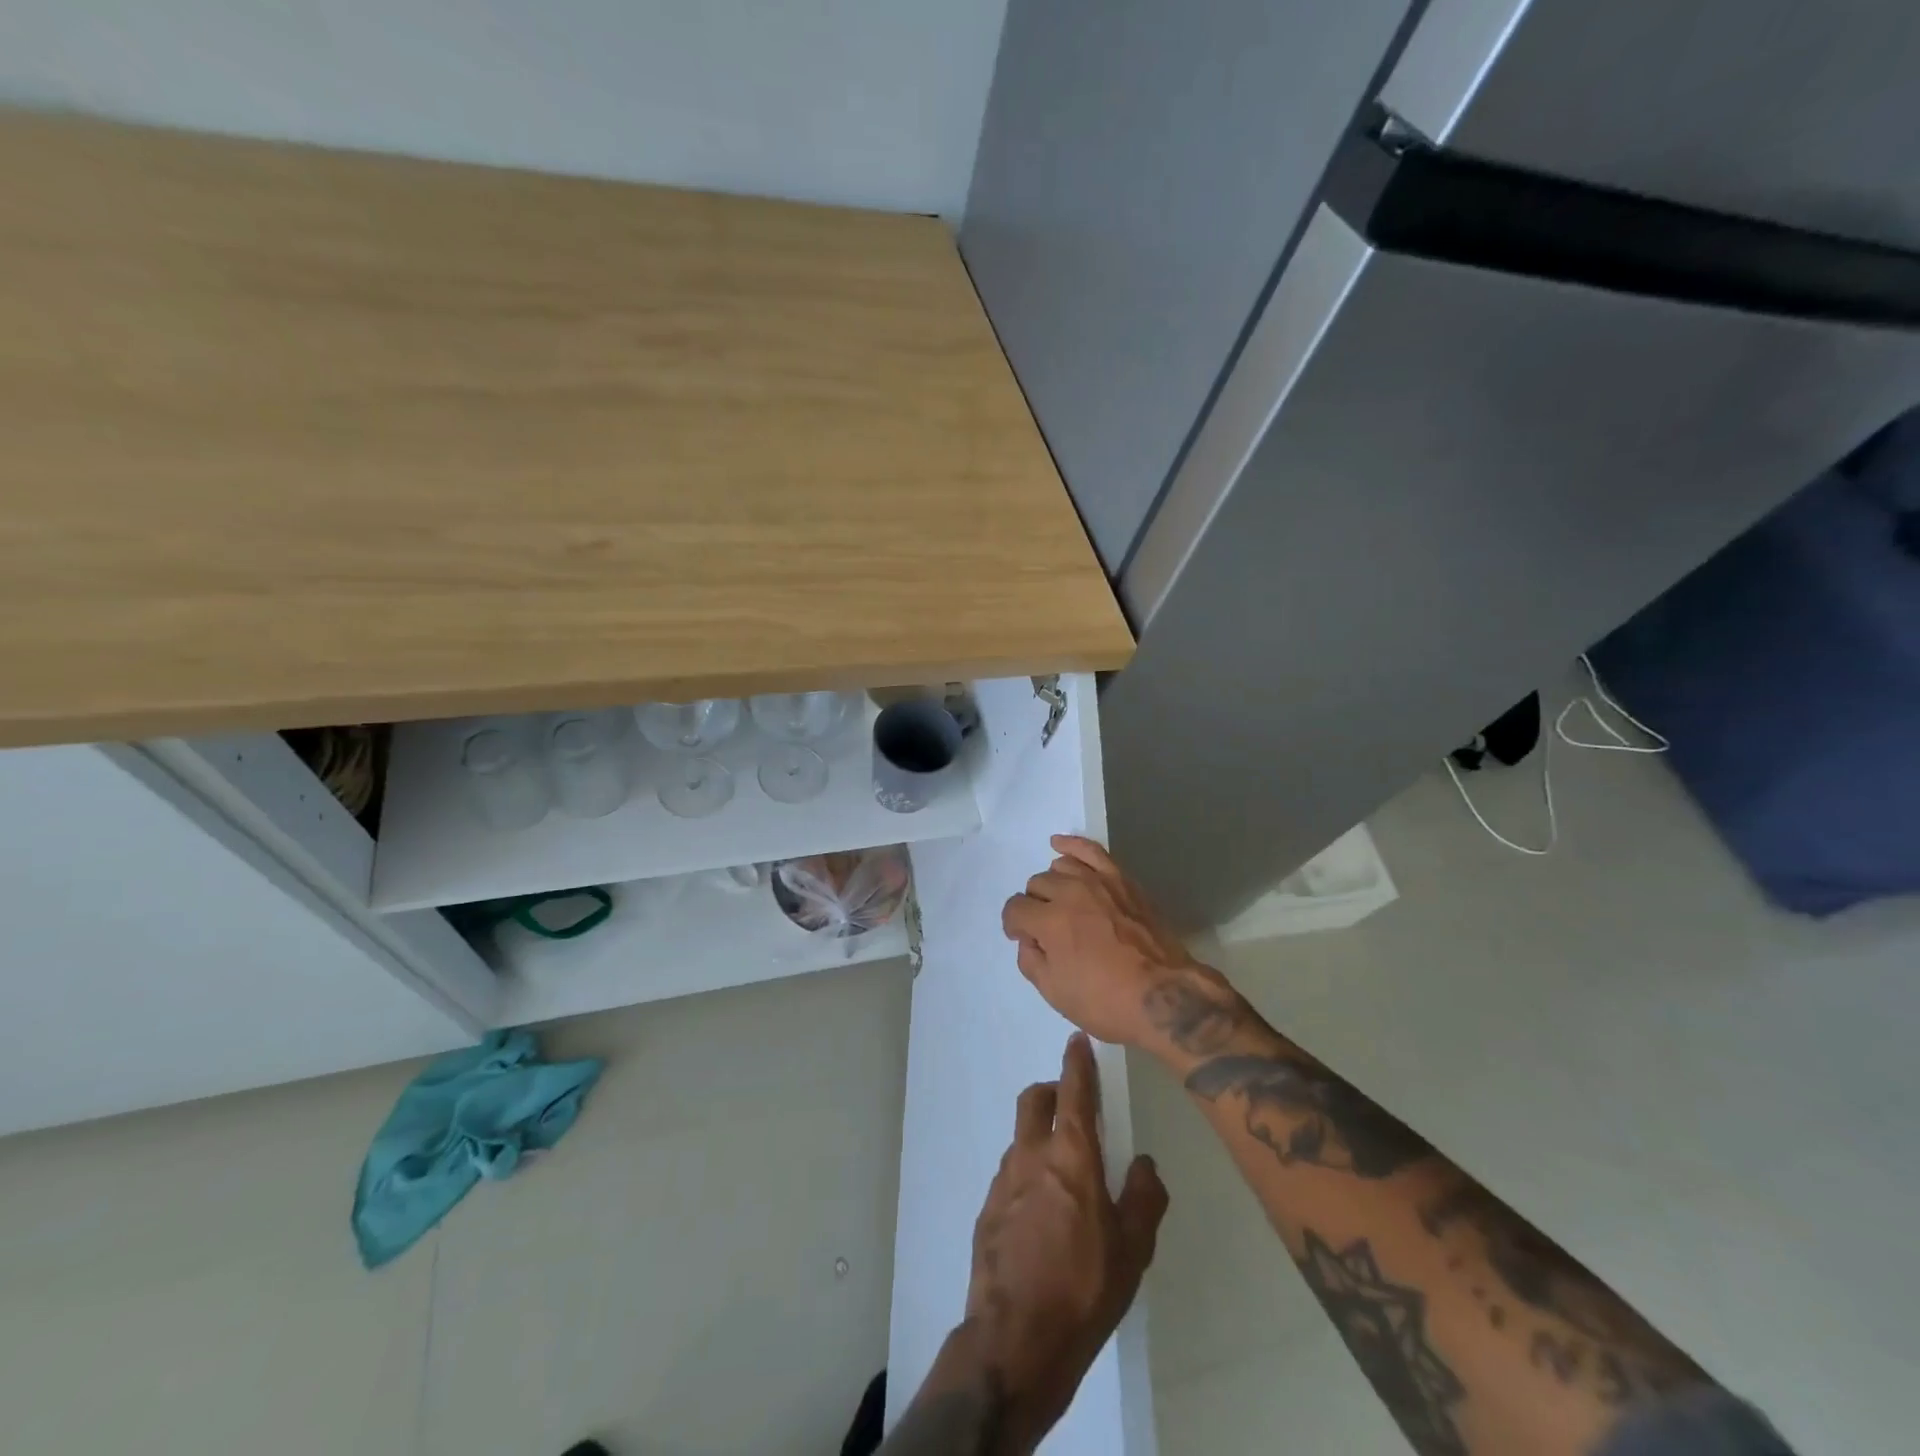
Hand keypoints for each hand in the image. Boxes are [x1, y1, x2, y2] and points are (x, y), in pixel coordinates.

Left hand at [962, 1033, 1167, 1451]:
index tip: (1077, 1040)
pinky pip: (1010, 1172)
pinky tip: (1041, 1210)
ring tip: (1062, 1170)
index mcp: (1071, 1156)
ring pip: (1020, 1136)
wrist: (1016, 1338)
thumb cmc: (1085, 1289)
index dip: (1077, 1062)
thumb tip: (1143, 1162)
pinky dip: (1027, 1171)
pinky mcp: (987, 1208)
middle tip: (1072, 1106)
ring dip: (1040, 1135)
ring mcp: (1003, 1180)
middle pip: (1035, 1099)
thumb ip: (1143, 1197)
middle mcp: (1032, 1155)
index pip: (1075, 1092)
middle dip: (1052, 1090)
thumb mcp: (1133, 1249)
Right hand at [1002, 835, 1229, 1050]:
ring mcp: (1098, 882)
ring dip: (1052, 884)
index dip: (1014, 926)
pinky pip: (1091, 851)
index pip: (1015, 910)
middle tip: (1047, 930)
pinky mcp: (1121, 880)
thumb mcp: (1055, 993)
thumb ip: (1031, 961)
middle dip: (1034, 907)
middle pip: (1036, 886)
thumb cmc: (1107, 1001)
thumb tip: (1028, 940)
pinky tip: (1059, 845)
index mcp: (1049, 922)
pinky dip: (1071, 845)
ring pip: (1060, 868)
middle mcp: (1069, 893)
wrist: (1165, 995)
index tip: (1023, 939)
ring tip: (1059, 902)